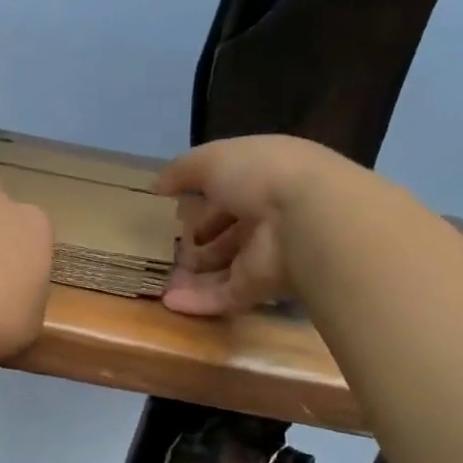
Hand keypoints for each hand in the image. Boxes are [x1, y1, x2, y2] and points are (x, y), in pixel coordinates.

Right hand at [155, 136, 348, 316]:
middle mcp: (268, 218)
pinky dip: (197, 301)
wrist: (305, 219)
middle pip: (230, 234)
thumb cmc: (259, 176)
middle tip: (169, 250)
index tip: (178, 213)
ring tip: (162, 279)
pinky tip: (168, 302)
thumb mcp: (213, 159)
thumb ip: (182, 171)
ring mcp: (266, 256)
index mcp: (264, 181)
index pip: (232, 194)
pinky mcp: (260, 288)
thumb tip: (157, 186)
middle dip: (201, 243)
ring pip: (225, 268)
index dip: (206, 203)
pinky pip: (224, 296)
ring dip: (195, 275)